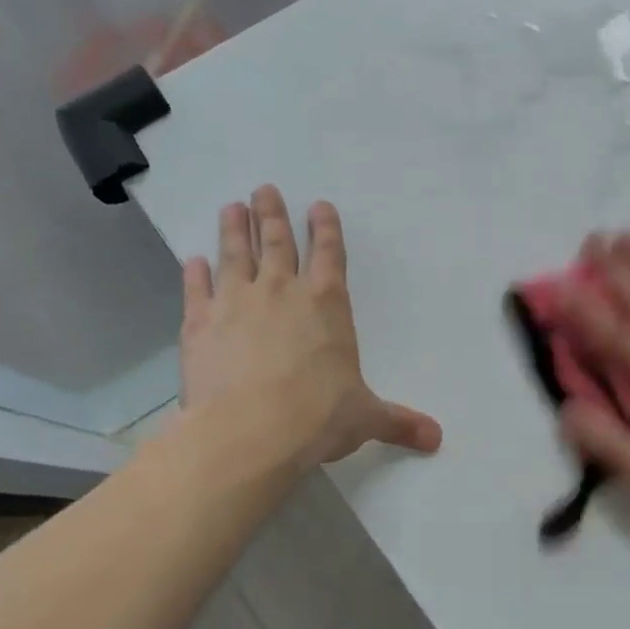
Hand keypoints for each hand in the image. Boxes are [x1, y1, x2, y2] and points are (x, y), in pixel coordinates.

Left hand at [179, 186, 441, 466]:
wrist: (249, 431)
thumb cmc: (318, 416)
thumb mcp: (366, 418)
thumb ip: (399, 422)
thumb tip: (437, 438)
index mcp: (327, 304)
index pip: (330, 254)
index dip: (326, 228)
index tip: (319, 205)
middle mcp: (281, 291)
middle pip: (277, 242)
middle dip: (272, 214)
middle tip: (263, 190)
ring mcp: (236, 302)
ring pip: (235, 254)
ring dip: (234, 229)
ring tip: (232, 207)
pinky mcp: (200, 323)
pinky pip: (197, 289)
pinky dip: (194, 274)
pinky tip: (192, 261)